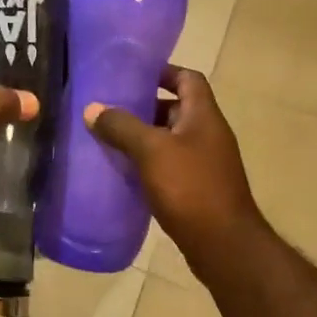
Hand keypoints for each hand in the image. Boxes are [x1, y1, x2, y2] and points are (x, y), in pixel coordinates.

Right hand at [86, 66, 263, 269]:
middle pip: (176, 109)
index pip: (188, 78)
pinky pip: (169, 166)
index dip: (163, 71)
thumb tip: (93, 108)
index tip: (132, 74)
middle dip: (144, 108)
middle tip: (110, 110)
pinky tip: (123, 173)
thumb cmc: (190, 188)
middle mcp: (208, 135)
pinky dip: (148, 165)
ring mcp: (205, 164)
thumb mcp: (151, 151)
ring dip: (143, 138)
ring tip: (109, 140)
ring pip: (170, 140)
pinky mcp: (197, 190)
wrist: (223, 245)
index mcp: (204, 116)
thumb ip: (122, 127)